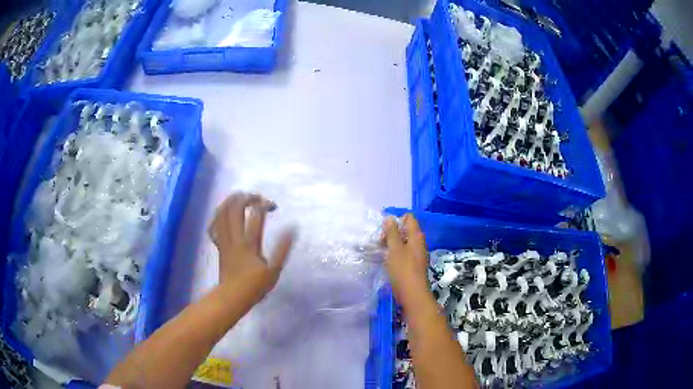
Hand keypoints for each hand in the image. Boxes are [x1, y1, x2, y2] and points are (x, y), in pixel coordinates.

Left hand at [209, 192, 294, 296]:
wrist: (232, 296)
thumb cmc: (255, 286)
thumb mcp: (274, 270)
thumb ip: (282, 249)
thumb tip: (292, 229)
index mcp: (249, 243)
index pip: (256, 216)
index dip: (264, 205)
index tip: (273, 206)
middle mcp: (234, 238)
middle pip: (235, 209)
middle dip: (246, 197)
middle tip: (256, 197)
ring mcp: (224, 240)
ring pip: (222, 213)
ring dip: (230, 201)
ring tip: (239, 196)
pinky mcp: (219, 245)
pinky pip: (214, 226)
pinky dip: (217, 216)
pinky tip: (223, 213)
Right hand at [383, 214, 429, 303]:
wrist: (413, 294)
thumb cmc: (403, 270)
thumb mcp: (395, 249)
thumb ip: (392, 233)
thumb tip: (389, 218)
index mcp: (416, 236)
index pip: (408, 218)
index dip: (396, 220)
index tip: (384, 231)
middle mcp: (418, 243)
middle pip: (405, 230)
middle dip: (391, 233)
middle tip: (379, 243)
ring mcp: (416, 255)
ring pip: (403, 243)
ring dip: (391, 245)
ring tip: (380, 252)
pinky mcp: (412, 265)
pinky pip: (403, 253)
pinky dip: (394, 254)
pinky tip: (386, 262)